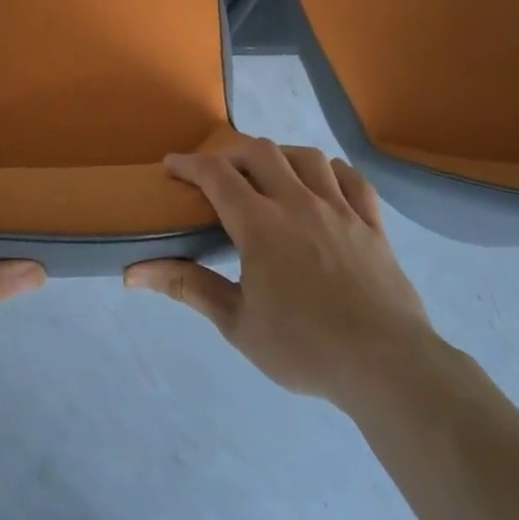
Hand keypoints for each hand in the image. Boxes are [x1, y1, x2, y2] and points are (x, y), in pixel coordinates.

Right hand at [124, 139, 433, 405]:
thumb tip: (132, 273)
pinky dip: (330, 171)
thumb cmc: (303, 347)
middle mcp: (298, 203)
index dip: (189, 164)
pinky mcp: (372, 224)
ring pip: (306, 158)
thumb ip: (187, 287)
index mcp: (260, 224)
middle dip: (231, 154)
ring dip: (279, 156)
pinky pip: (352, 179)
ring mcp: (340, 210)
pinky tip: (322, 182)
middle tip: (217, 175)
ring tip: (268, 172)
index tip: (172, 166)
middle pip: (260, 153)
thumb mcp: (236, 323)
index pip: (216, 175)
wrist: (386, 366)